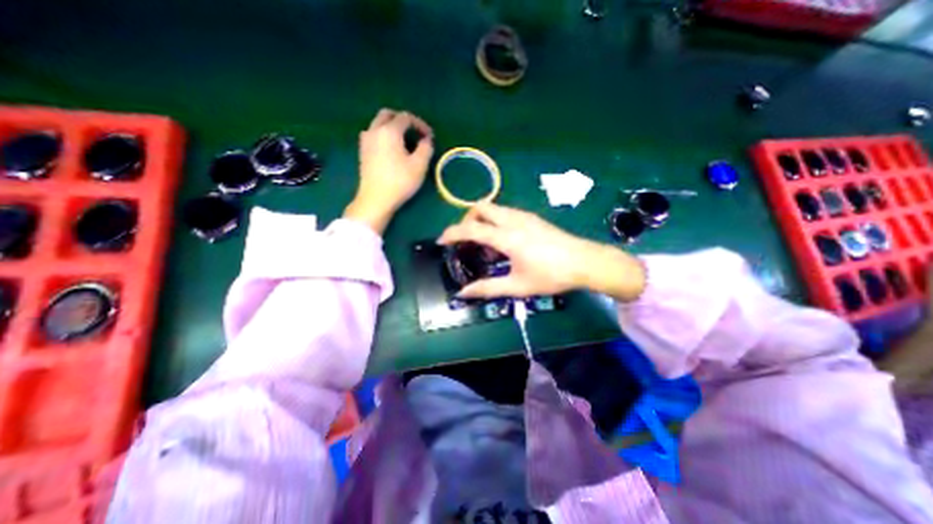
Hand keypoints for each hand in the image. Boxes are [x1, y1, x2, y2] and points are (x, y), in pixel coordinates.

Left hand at [341, 107, 433, 233]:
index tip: (429, 137)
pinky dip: (384, 136)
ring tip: (404, 142)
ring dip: (392, 127)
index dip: (420, 124)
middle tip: (415, 133)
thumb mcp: (419, 165)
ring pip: (378, 124)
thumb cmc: (400, 181)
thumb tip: (426, 140)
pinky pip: (374, 135)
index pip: (406, 117)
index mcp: (389, 131)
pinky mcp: (362, 152)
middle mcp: (374, 130)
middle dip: (403, 120)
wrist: (376, 199)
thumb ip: (426, 148)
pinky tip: (392, 150)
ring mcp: (366, 140)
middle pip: (388, 115)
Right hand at [439, 200, 649, 299]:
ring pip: (493, 207)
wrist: (585, 262)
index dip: (452, 233)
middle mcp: (513, 220)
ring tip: (485, 245)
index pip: (471, 228)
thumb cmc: (551, 276)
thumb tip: (463, 293)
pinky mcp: (532, 217)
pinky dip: (495, 221)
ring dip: (482, 220)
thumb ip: (487, 288)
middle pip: (480, 207)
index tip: (441, 242)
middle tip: (466, 241)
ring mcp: (524, 216)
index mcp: (507, 237)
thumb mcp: (518, 286)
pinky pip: (505, 212)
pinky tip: (503, 242)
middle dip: (467, 220)